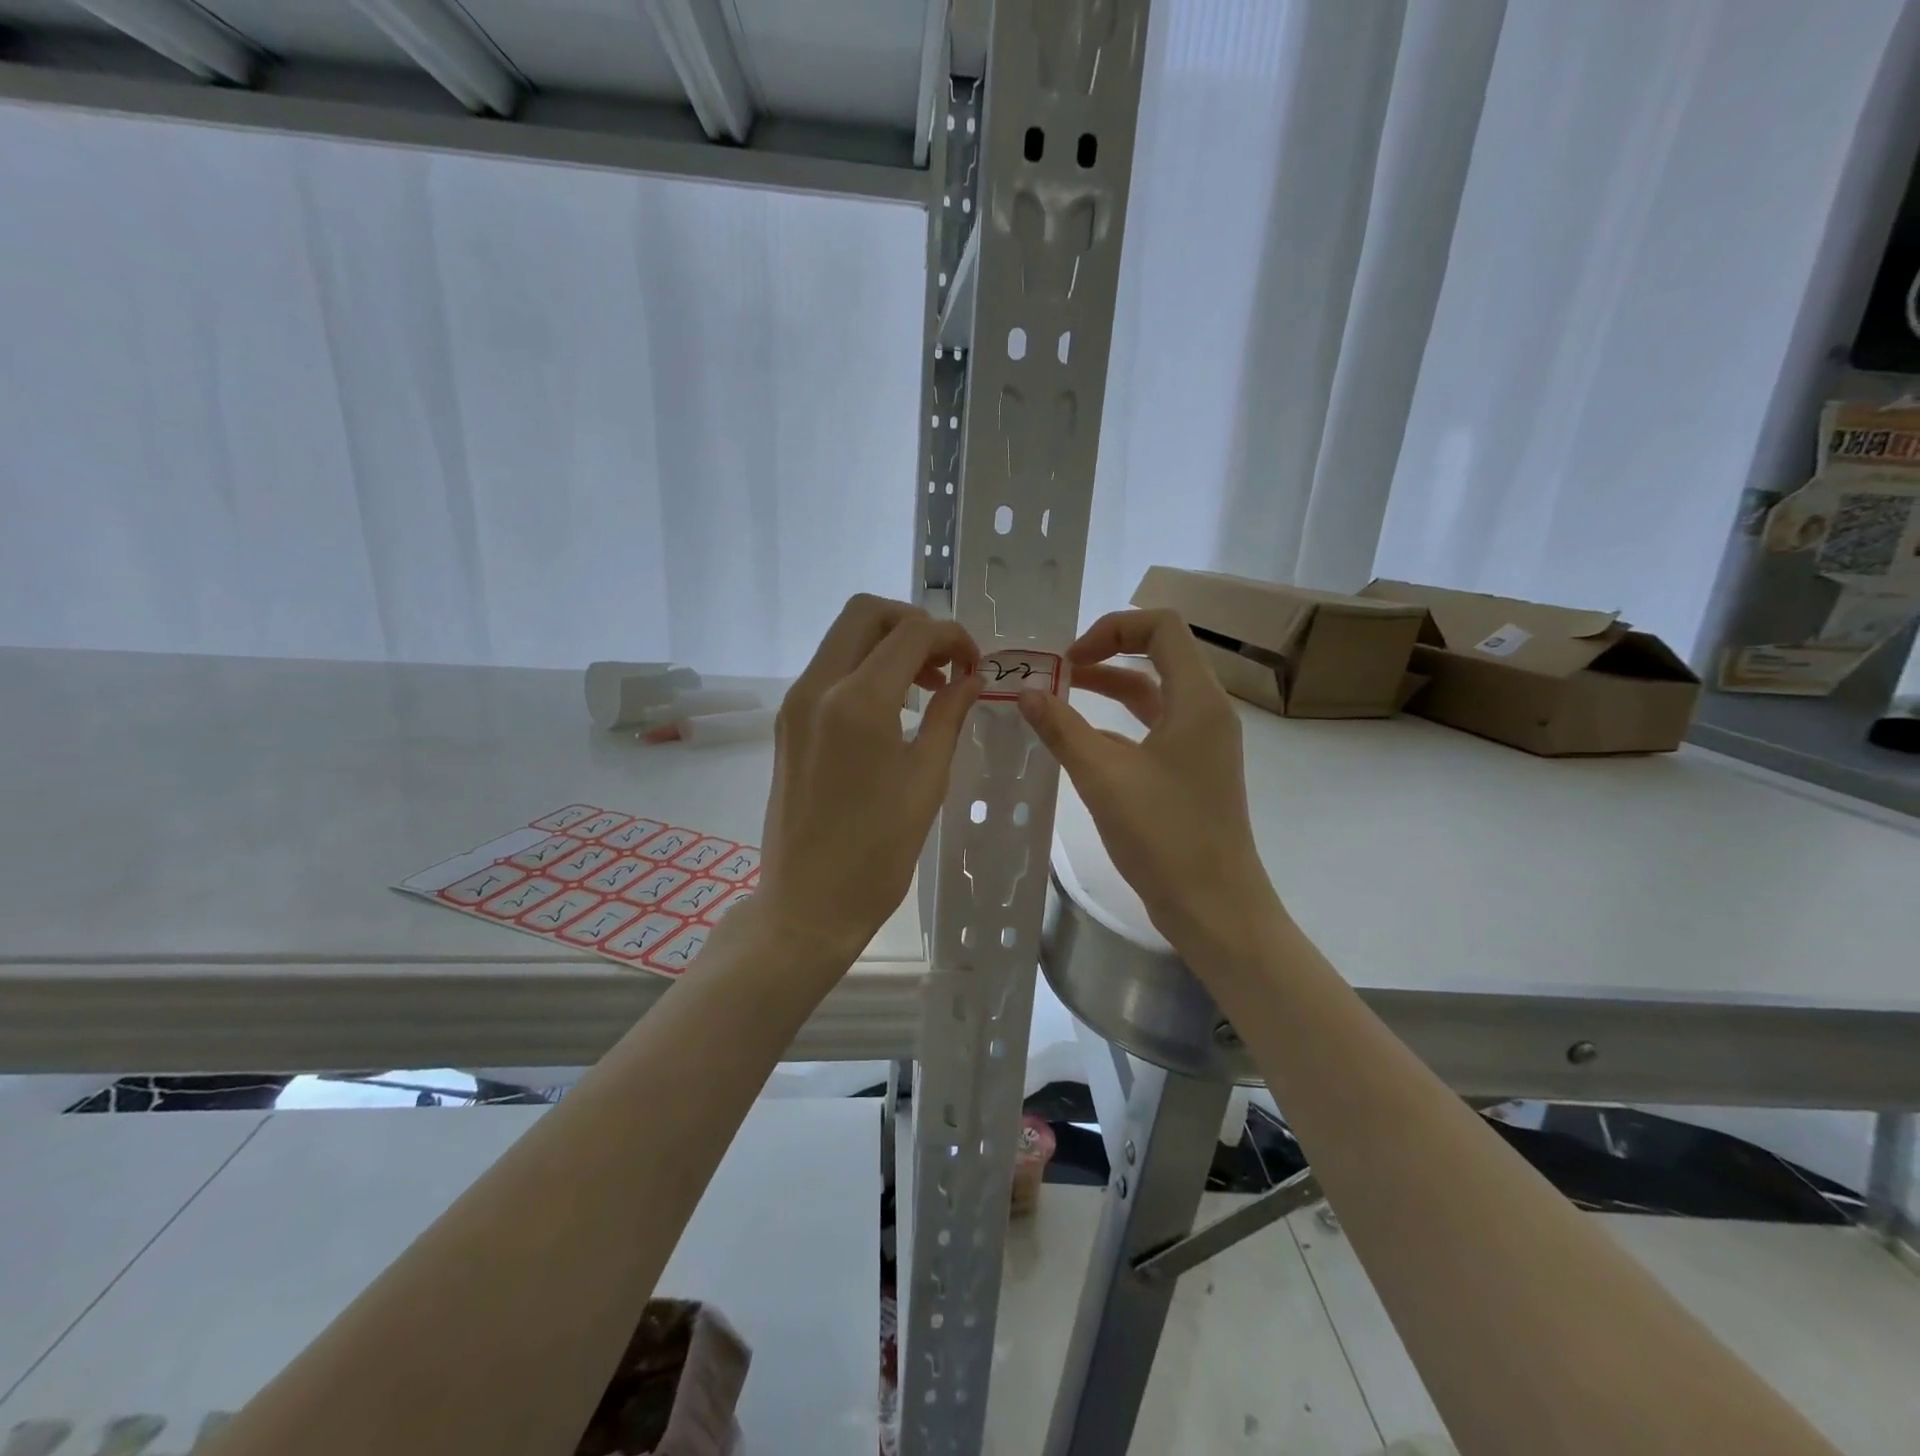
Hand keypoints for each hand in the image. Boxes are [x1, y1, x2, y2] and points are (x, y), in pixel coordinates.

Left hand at [755, 594, 981, 962]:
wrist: (808, 904)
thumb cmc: (877, 852)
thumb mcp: (927, 780)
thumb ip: (949, 716)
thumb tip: (969, 678)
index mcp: (857, 702)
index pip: (911, 633)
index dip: (952, 637)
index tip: (976, 665)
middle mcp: (817, 687)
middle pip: (866, 613)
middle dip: (914, 623)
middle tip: (947, 662)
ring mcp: (795, 703)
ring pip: (844, 637)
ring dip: (888, 644)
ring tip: (928, 686)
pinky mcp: (788, 723)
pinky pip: (830, 670)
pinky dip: (865, 668)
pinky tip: (893, 707)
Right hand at [1017, 608, 1280, 960]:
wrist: (1214, 907)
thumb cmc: (1165, 836)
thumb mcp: (1104, 778)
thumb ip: (1062, 730)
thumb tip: (1026, 693)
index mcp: (1197, 700)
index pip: (1161, 627)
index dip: (1113, 627)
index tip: (1070, 658)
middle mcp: (1205, 712)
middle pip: (1159, 655)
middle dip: (1106, 653)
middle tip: (1057, 671)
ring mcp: (1202, 743)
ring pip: (1154, 695)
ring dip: (1109, 688)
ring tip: (1058, 696)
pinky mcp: (1192, 771)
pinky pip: (1152, 729)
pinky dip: (1117, 724)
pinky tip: (1079, 741)